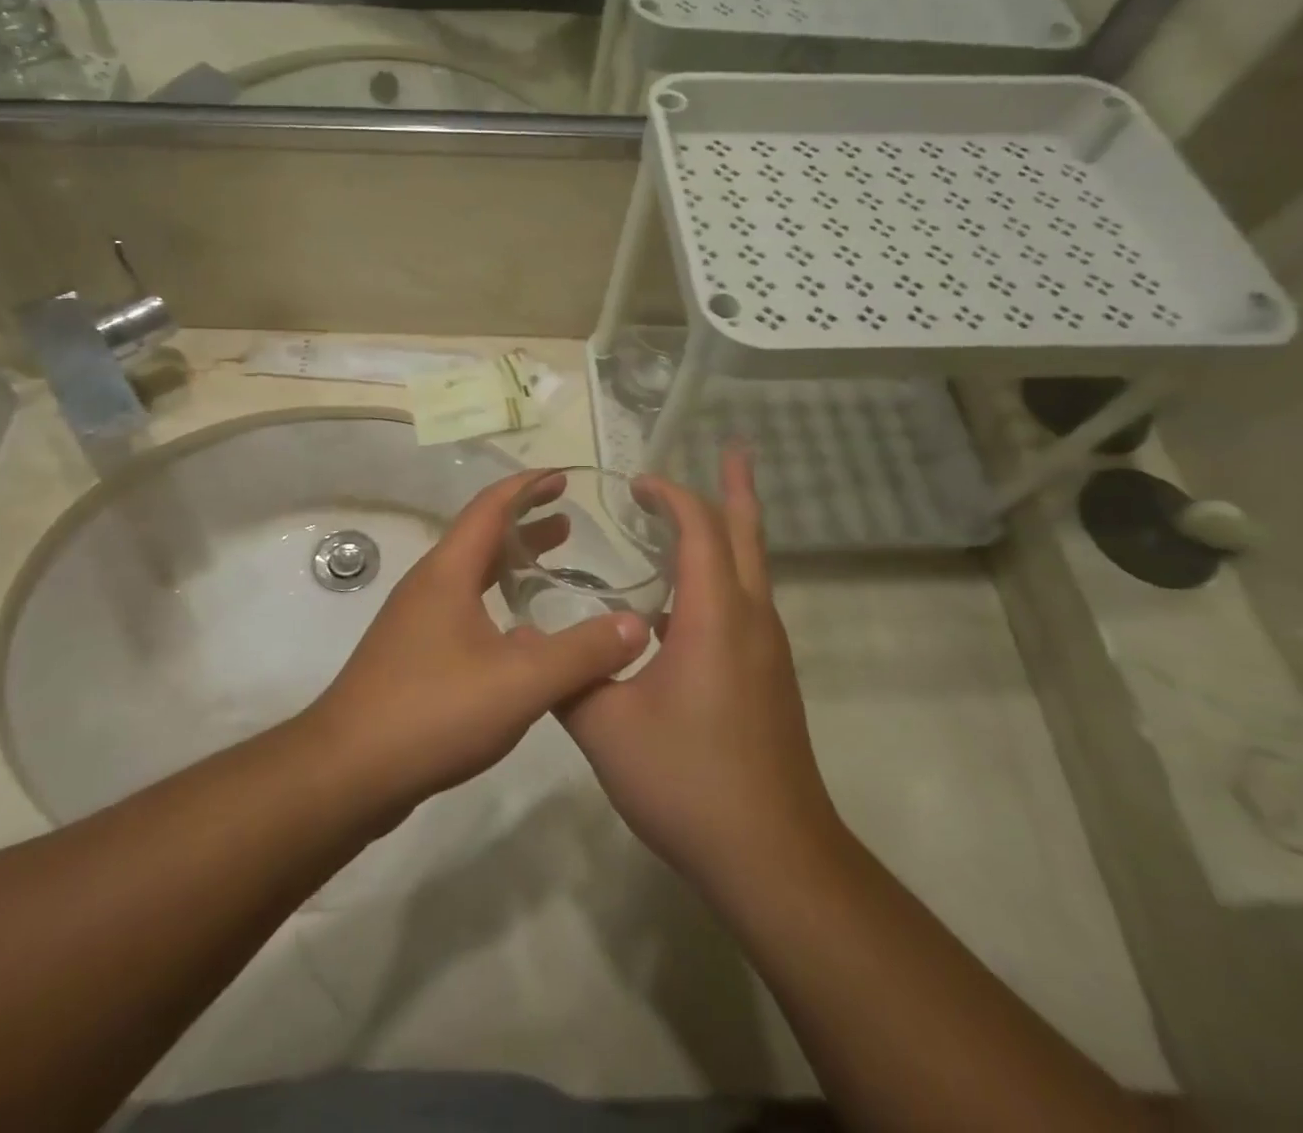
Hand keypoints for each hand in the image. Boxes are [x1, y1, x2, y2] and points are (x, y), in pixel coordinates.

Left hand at [308, 470, 649, 818]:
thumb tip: (637, 625)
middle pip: (480, 538)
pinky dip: (497, 604)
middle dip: (525, 525)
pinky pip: (463, 611)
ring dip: (511, 566)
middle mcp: (428, 586)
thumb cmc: (432, 711)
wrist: (347, 773)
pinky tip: (522, 637)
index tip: (564, 477)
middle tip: (570, 523)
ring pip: (471, 578)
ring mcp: (415, 622)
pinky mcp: (412, 657)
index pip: (490, 507)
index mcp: (447, 572)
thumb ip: (582, 652)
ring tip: (553, 568)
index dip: (528, 486)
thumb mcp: (520, 681)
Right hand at [561, 448, 839, 889]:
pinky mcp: (769, 679)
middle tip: (733, 446)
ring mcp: (768, 651)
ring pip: (752, 568)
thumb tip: (530, 643)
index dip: (670, 495)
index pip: (699, 529)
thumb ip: (566, 674)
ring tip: (695, 514)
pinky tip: (682, 603)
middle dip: (737, 486)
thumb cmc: (688, 781)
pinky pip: (746, 603)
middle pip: (747, 534)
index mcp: (715, 617)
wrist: (772, 857)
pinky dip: (721, 575)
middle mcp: (752, 620)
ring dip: (728, 530)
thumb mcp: (605, 726)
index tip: (636, 482)